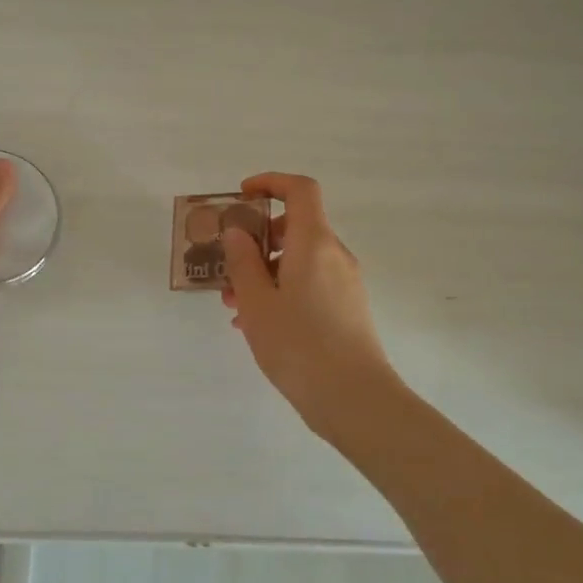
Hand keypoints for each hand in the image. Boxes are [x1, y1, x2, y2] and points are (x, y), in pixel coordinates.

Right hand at [221, 172, 398, 435]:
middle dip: (258, 239)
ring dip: (265, 271)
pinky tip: (258, 325)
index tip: (243, 195)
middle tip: (228, 265)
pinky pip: (310, 284)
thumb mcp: (257, 302)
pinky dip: (283, 291)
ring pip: (300, 260)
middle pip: (297, 227)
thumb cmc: (299, 344)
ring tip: (234, 305)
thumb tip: (239, 232)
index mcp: (314, 242)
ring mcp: (345, 283)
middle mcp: (335, 255)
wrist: (354, 399)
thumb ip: (243, 262)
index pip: (300, 190)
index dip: (271, 182)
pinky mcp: (348, 309)